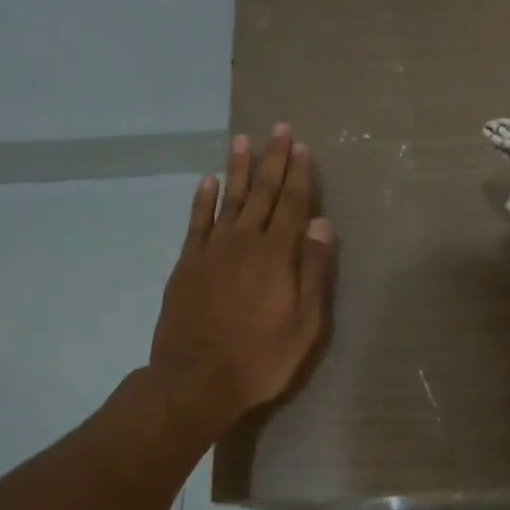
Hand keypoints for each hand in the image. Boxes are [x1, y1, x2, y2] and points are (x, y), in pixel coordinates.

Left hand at [149, 126, 337, 434]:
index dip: (300, 175)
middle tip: (278, 129)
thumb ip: (313, 270)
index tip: (302, 148)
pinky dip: (203, 199)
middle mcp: (245, 241)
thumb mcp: (304, 323)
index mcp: (278, 255)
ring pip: (230, 198)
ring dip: (239, 169)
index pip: (293, 204)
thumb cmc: (260, 357)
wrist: (195, 380)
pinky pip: (197, 221)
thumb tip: (321, 223)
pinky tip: (209, 180)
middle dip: (273, 159)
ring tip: (243, 140)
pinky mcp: (188, 263)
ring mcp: (212, 250)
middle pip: (263, 192)